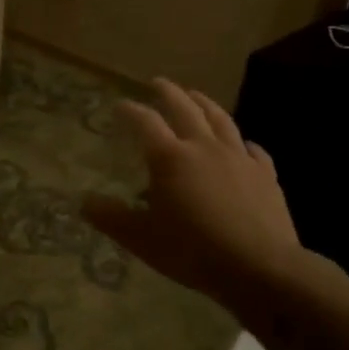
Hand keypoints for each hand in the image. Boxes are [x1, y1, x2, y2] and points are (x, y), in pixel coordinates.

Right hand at [83, 77, 304, 312]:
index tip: (119, 105)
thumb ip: (111, 217)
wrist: (259, 266)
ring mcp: (239, 158)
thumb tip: (83, 202)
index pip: (145, 122)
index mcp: (170, 158)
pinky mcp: (265, 175)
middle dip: (169, 93)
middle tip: (158, 83)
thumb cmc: (192, 250)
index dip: (131, 111)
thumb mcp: (141, 238)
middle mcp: (204, 148)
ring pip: (221, 120)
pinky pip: (253, 150)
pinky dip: (242, 142)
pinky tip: (243, 145)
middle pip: (185, 109)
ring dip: (205, 104)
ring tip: (196, 96)